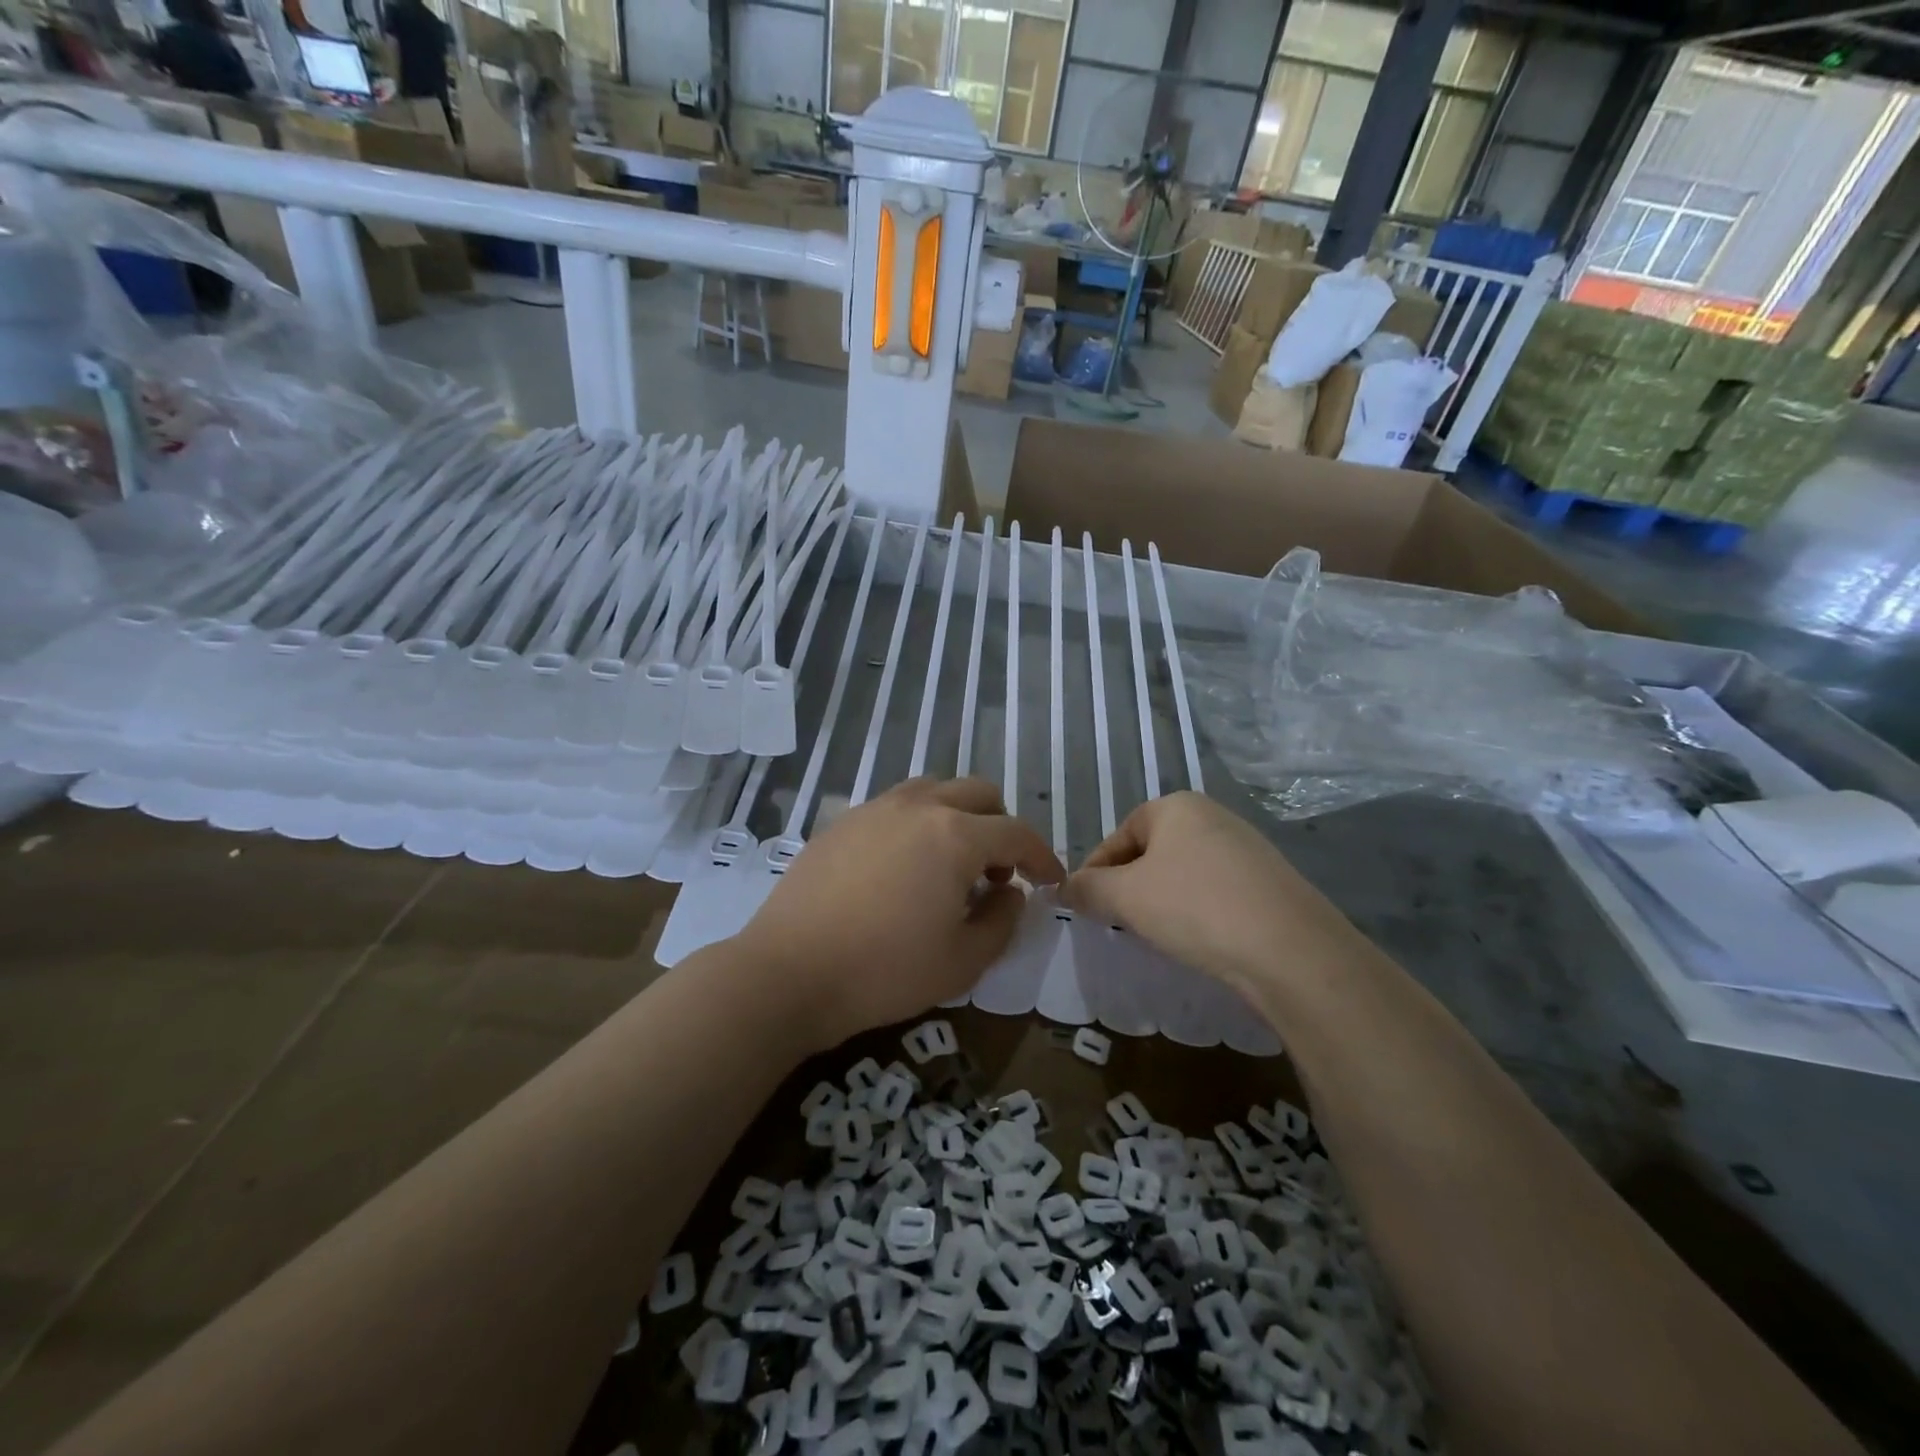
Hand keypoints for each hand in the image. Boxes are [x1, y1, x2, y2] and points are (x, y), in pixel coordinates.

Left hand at [736, 777, 1064, 1049]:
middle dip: (1001, 827)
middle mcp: (918, 807)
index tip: (1049, 880)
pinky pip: (896, 806)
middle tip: (997, 873)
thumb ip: (1002, 920)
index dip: (1041, 856)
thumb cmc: (885, 971)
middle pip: (979, 793)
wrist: (789, 973)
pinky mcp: (842, 821)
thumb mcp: (962, 961)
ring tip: (949, 864)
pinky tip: (903, 867)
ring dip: (958, 817)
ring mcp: (875, 808)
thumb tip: (1009, 892)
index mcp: (955, 835)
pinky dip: (918, 823)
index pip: (1016, 832)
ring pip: (934, 790)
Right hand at [1062, 791, 1358, 996]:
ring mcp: (1247, 847)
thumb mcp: (1125, 898)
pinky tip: (1199, 938)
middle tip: (1118, 922)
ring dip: (1162, 900)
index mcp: (1176, 806)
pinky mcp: (1270, 881)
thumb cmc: (1195, 907)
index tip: (1085, 906)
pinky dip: (1197, 911)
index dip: (1095, 871)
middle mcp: (1213, 816)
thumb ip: (1087, 888)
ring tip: (1157, 934)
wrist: (1291, 949)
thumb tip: (1063, 887)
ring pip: (1183, 873)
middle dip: (1129, 886)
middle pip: (1151, 852)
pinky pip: (1216, 890)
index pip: (1118, 836)